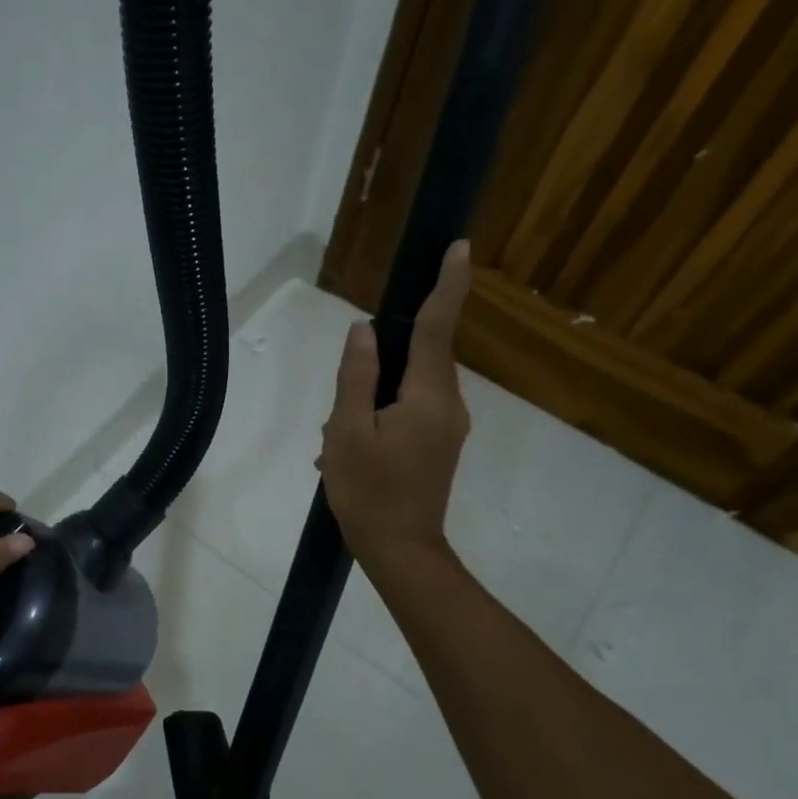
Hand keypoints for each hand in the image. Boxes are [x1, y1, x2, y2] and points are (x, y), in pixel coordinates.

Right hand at [319, 241, 471, 571]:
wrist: (401, 551)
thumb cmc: (369, 491)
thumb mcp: (348, 432)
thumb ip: (356, 377)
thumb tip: (362, 330)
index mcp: (428, 396)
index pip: (437, 328)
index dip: (447, 285)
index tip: (459, 247)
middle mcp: (448, 405)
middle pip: (420, 358)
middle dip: (380, 365)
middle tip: (342, 406)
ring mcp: (448, 428)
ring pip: (410, 388)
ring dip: (373, 400)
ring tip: (337, 441)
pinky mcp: (440, 445)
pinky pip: (410, 412)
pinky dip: (379, 418)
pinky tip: (349, 450)